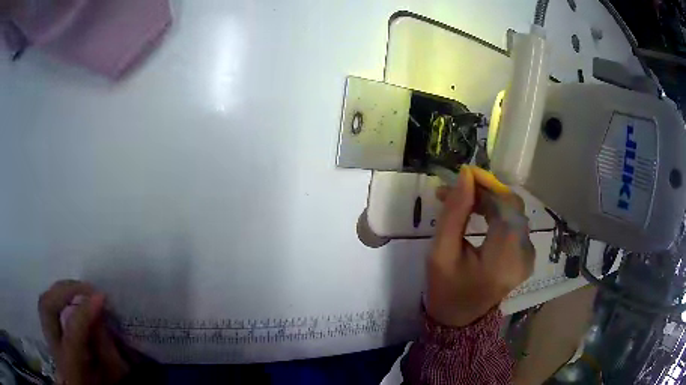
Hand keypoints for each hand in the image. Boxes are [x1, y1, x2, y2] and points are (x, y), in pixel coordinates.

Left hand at [38, 280, 129, 384]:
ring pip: (44, 302)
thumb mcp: (113, 376)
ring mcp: (48, 340)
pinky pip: (47, 306)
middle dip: (66, 291)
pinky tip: (72, 298)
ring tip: (81, 289)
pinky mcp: (48, 333)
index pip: (72, 334)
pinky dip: (59, 297)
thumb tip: (98, 314)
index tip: (101, 297)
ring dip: (61, 290)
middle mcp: (54, 351)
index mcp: (71, 370)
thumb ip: (106, 350)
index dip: (85, 312)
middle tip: (87, 288)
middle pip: (47, 307)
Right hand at [426, 166, 534, 326]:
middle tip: (458, 188)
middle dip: (486, 192)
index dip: (488, 185)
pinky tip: (479, 211)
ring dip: (490, 200)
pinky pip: (515, 223)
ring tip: (463, 199)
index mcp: (504, 258)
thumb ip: (454, 212)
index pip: (505, 207)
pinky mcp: (526, 254)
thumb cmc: (446, 288)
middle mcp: (524, 254)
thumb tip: (465, 175)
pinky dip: (497, 212)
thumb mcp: (441, 251)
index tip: (464, 173)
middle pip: (512, 207)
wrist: (459, 318)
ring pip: (513, 212)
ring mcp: (528, 255)